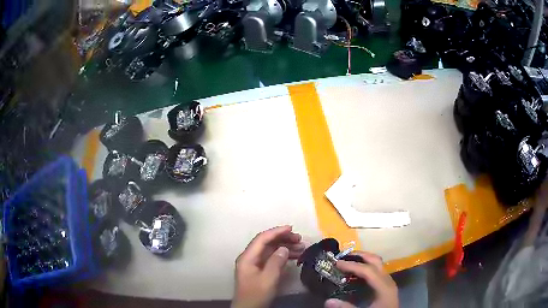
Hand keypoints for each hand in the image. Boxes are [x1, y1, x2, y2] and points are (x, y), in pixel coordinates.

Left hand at [232, 226, 305, 307]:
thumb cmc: (256, 294)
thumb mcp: (268, 279)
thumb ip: (276, 262)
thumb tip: (284, 248)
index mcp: (247, 257)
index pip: (262, 239)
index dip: (277, 232)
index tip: (291, 229)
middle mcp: (250, 258)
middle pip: (267, 243)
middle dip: (283, 239)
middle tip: (300, 239)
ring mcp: (254, 265)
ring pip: (270, 251)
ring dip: (285, 248)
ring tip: (301, 248)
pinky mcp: (260, 271)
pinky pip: (272, 259)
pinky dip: (283, 256)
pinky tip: (294, 257)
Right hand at [324, 251, 397, 307]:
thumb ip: (347, 307)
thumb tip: (328, 301)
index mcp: (384, 286)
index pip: (368, 270)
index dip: (352, 265)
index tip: (337, 263)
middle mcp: (388, 281)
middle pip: (376, 261)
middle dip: (360, 256)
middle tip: (343, 256)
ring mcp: (388, 283)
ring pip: (377, 265)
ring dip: (363, 261)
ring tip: (349, 261)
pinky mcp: (386, 287)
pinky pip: (376, 271)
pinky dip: (366, 268)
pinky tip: (356, 274)